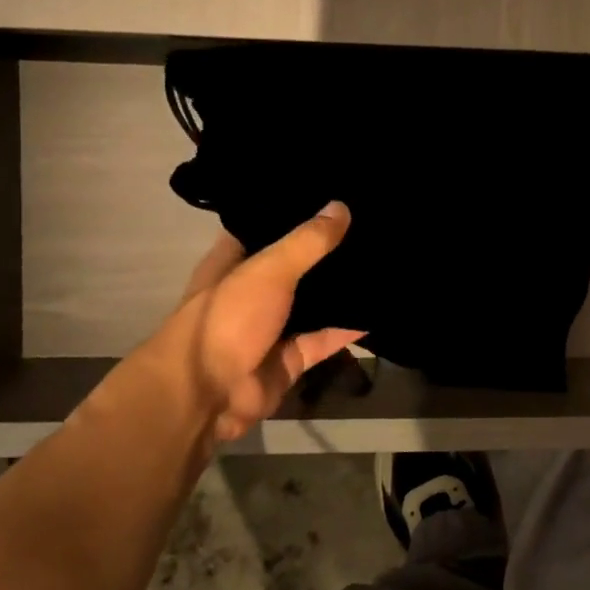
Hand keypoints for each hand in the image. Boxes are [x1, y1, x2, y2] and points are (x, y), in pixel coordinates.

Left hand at [169, 202, 363, 441]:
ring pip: (312, 302)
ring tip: (382, 260)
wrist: (207, 396)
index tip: (330, 194)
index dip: (291, 212)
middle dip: (325, 250)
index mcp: (233, 263)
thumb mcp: (268, 270)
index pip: (263, 227)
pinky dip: (348, 328)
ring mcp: (271, 327)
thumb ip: (307, 242)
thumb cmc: (227, 320)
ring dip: (339, 289)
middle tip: (369, 224)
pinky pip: (325, 338)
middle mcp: (252, 292)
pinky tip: (379, 308)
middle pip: (294, 265)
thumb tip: (342, 206)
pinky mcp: (291, 358)